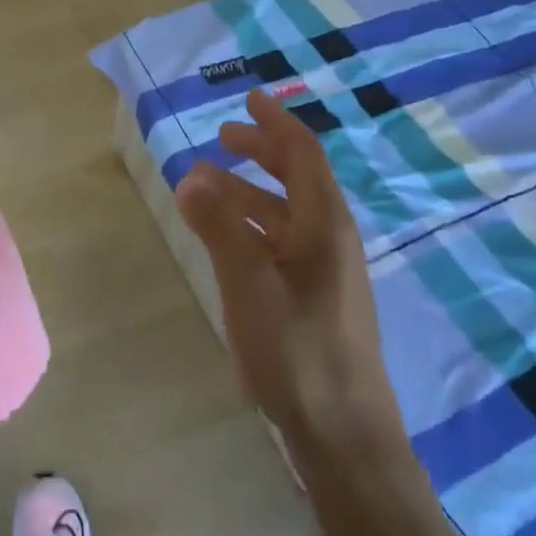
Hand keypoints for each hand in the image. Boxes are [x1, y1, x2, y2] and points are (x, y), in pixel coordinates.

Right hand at [174, 89, 404, 450]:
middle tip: (223, 136)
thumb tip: (190, 174)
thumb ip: (220, 227)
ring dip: (249, 190)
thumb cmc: (298, 352)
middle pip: (298, 178)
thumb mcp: (249, 284)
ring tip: (206, 185)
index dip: (276, 123)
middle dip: (262, 151)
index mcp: (325, 225)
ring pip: (286, 212)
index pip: (304, 155)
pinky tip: (227, 238)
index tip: (249, 99)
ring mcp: (325, 271)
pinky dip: (252, 224)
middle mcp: (331, 239)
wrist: (344, 436)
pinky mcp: (314, 299)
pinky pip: (281, 241)